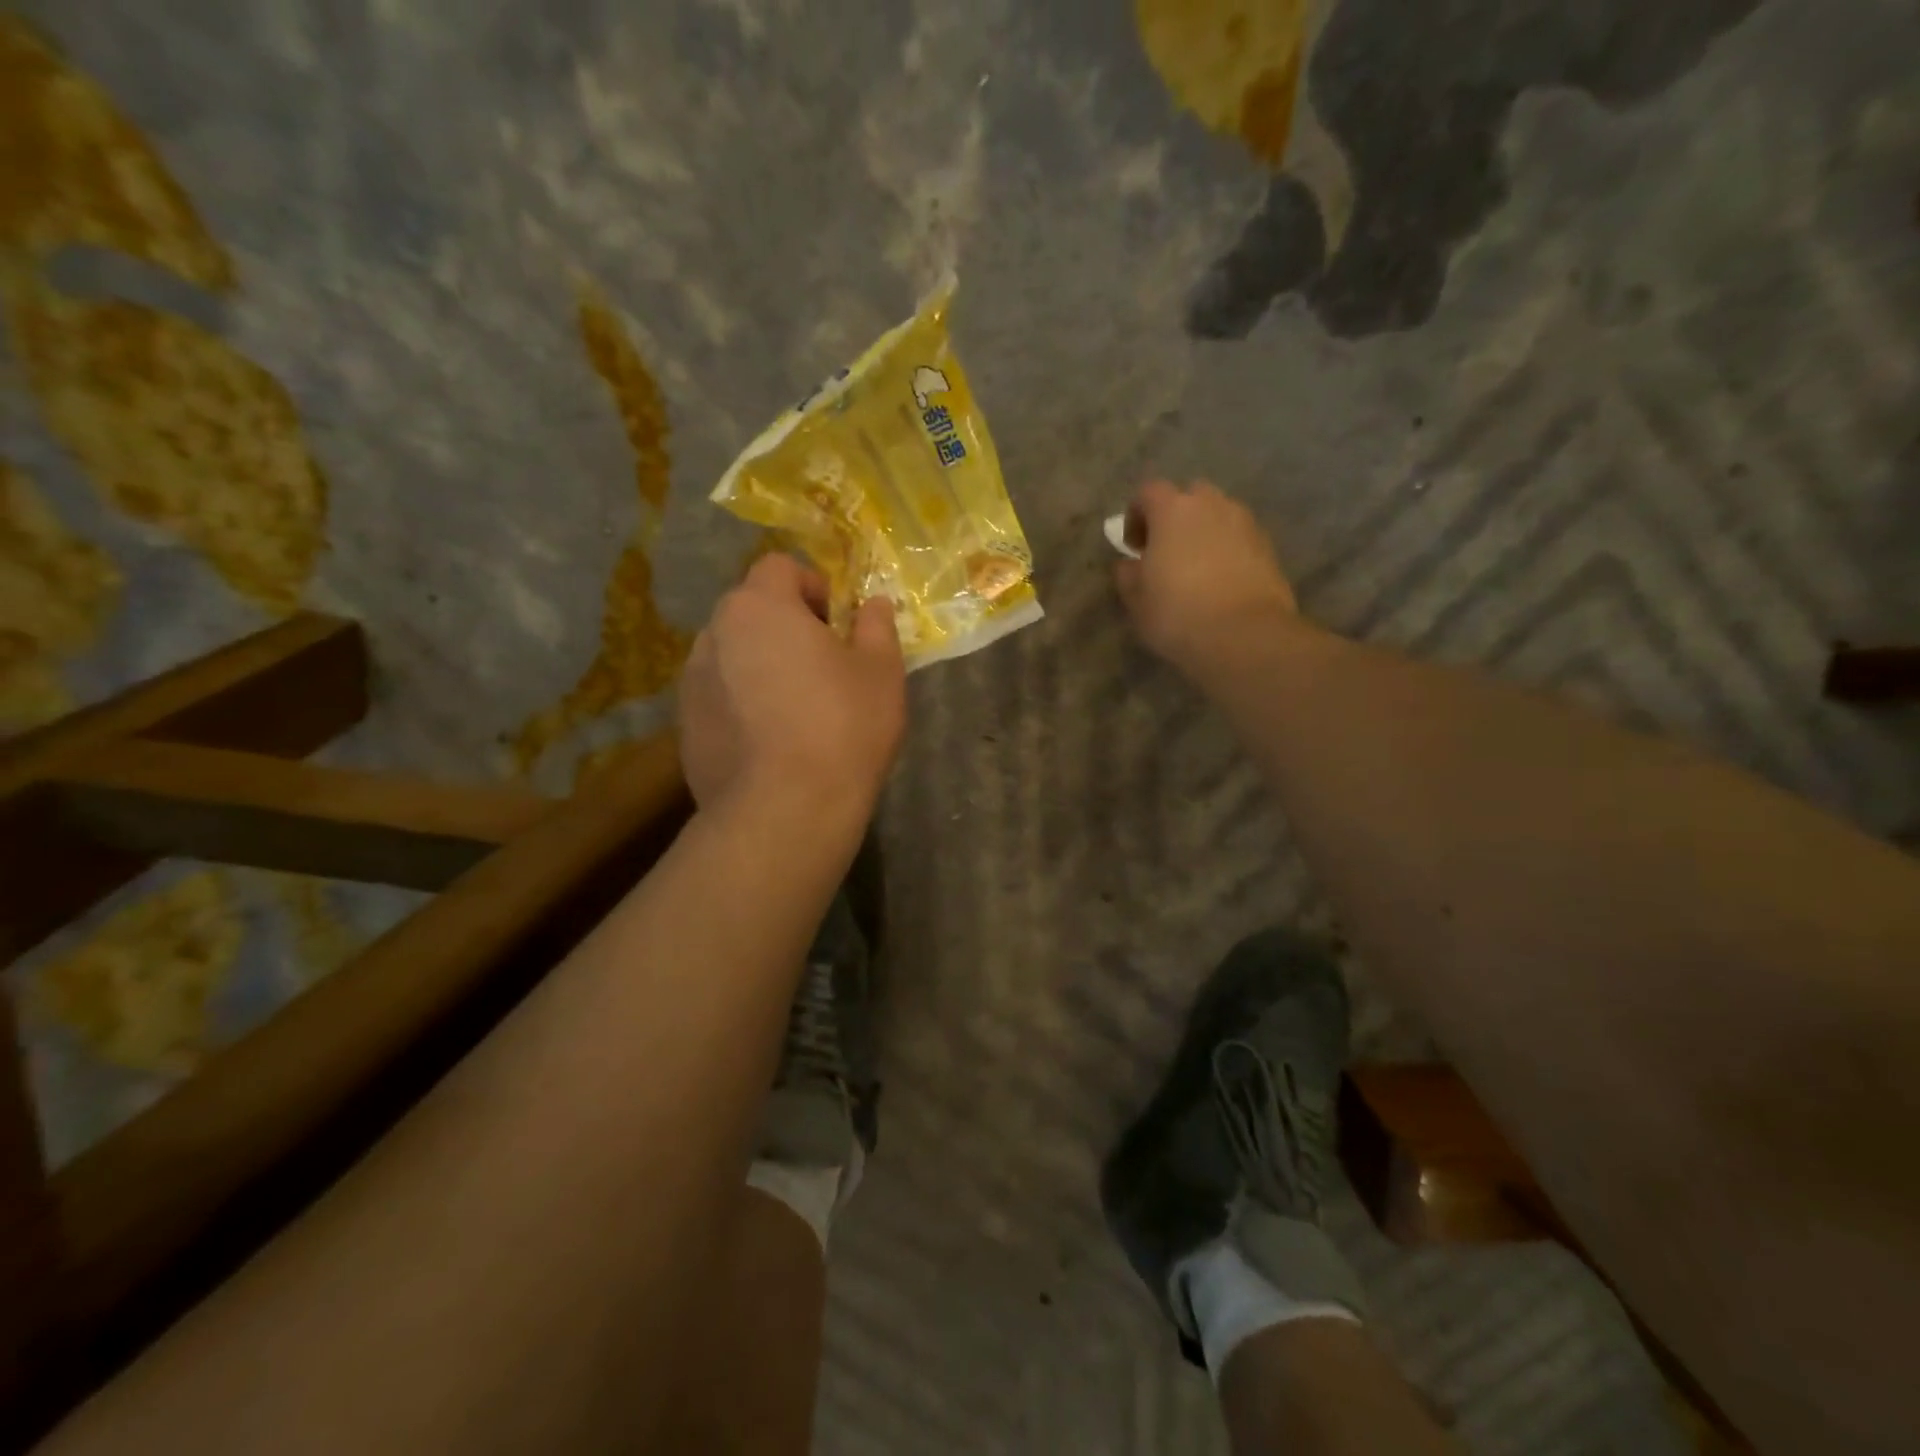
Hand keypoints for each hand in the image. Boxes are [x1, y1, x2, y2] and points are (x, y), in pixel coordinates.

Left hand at [679, 555, 905, 818]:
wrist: (785, 810)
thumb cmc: (843, 727)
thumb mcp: (881, 671)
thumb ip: (876, 627)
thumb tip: (873, 604)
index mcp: (759, 607)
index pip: (779, 568)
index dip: (812, 587)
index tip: (837, 625)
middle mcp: (714, 634)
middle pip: (752, 612)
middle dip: (785, 627)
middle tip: (821, 668)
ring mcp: (691, 683)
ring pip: (732, 656)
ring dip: (760, 665)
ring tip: (793, 709)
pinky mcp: (685, 728)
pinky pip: (719, 698)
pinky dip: (741, 705)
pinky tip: (769, 743)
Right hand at [1115, 480, 1299, 675]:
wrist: (1244, 635)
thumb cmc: (1178, 613)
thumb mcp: (1137, 600)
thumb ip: (1128, 574)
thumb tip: (1130, 564)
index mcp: (1172, 510)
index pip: (1148, 493)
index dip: (1136, 515)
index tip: (1133, 546)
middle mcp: (1211, 505)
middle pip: (1189, 497)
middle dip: (1175, 518)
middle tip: (1166, 551)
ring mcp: (1245, 523)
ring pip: (1219, 516)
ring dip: (1204, 533)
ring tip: (1196, 567)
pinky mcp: (1268, 547)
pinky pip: (1240, 538)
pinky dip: (1228, 550)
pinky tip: (1221, 582)